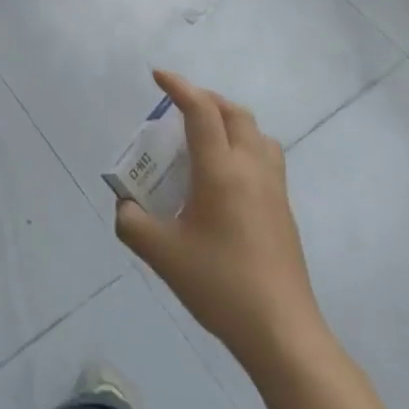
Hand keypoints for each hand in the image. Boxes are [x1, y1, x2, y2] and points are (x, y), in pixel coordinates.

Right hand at [115, 69, 324, 374]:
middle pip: (234, 113)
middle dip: (205, 99)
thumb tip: (125, 206)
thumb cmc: (219, 284)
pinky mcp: (283, 211)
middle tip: (178, 107)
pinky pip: (266, 158)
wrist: (282, 333)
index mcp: (221, 170)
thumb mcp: (161, 253)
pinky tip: (225, 177)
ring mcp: (273, 190)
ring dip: (230, 121)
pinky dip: (244, 146)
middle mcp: (251, 169)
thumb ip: (131, 222)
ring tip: (205, 136)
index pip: (201, 110)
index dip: (178, 86)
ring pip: (257, 134)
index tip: (157, 76)